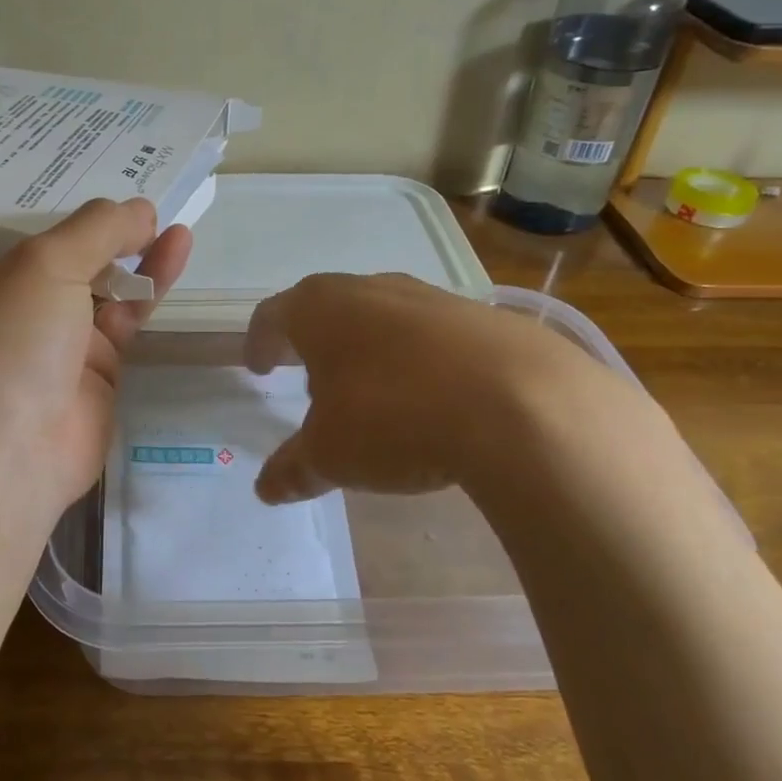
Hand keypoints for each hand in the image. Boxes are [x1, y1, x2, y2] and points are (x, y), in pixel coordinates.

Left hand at [0, 199, 191, 517]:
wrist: (12, 455)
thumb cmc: (9, 343)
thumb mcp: (44, 265)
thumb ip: (96, 229)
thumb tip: (141, 209)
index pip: (10, 223)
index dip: (46, 194)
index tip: (84, 162)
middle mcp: (14, 302)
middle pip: (63, 252)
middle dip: (99, 224)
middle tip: (140, 184)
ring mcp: (56, 338)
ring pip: (103, 282)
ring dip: (135, 249)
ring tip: (169, 214)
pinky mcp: (98, 368)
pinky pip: (129, 316)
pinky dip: (152, 284)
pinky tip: (177, 246)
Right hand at [244, 272, 635, 505]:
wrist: (523, 407)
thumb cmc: (395, 419)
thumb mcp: (331, 455)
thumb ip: (294, 468)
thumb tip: (266, 489)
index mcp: (321, 311)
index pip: (273, 315)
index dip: (259, 342)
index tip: (257, 368)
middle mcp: (371, 290)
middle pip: (327, 307)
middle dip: (314, 343)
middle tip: (309, 379)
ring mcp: (432, 298)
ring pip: (382, 316)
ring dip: (367, 348)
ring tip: (371, 392)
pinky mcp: (484, 317)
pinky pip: (433, 334)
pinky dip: (419, 358)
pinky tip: (433, 398)